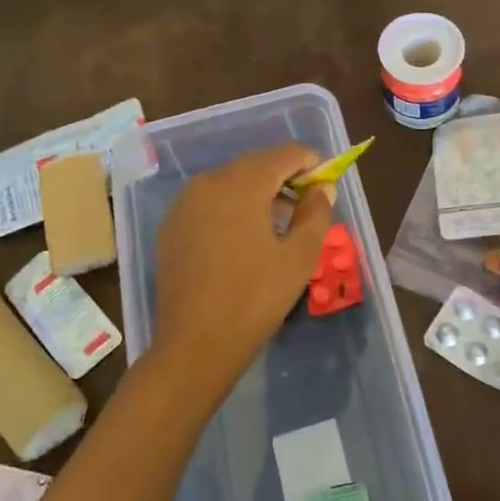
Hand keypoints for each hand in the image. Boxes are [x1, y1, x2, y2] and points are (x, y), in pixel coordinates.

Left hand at [153, 143, 333, 394]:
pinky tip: (245, 237)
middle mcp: (208, 183)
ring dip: (259, 191)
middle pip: (255, 165)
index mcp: (241, 184)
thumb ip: (315, 213)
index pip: (284, 154)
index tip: (327, 181)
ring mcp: (184, 204)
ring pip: (231, 182)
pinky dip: (233, 207)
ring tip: (280, 221)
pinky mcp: (172, 227)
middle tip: (308, 202)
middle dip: (285, 176)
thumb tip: (322, 188)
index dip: (310, 162)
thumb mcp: (299, 257)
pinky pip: (210, 202)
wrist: (195, 345)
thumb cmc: (255, 298)